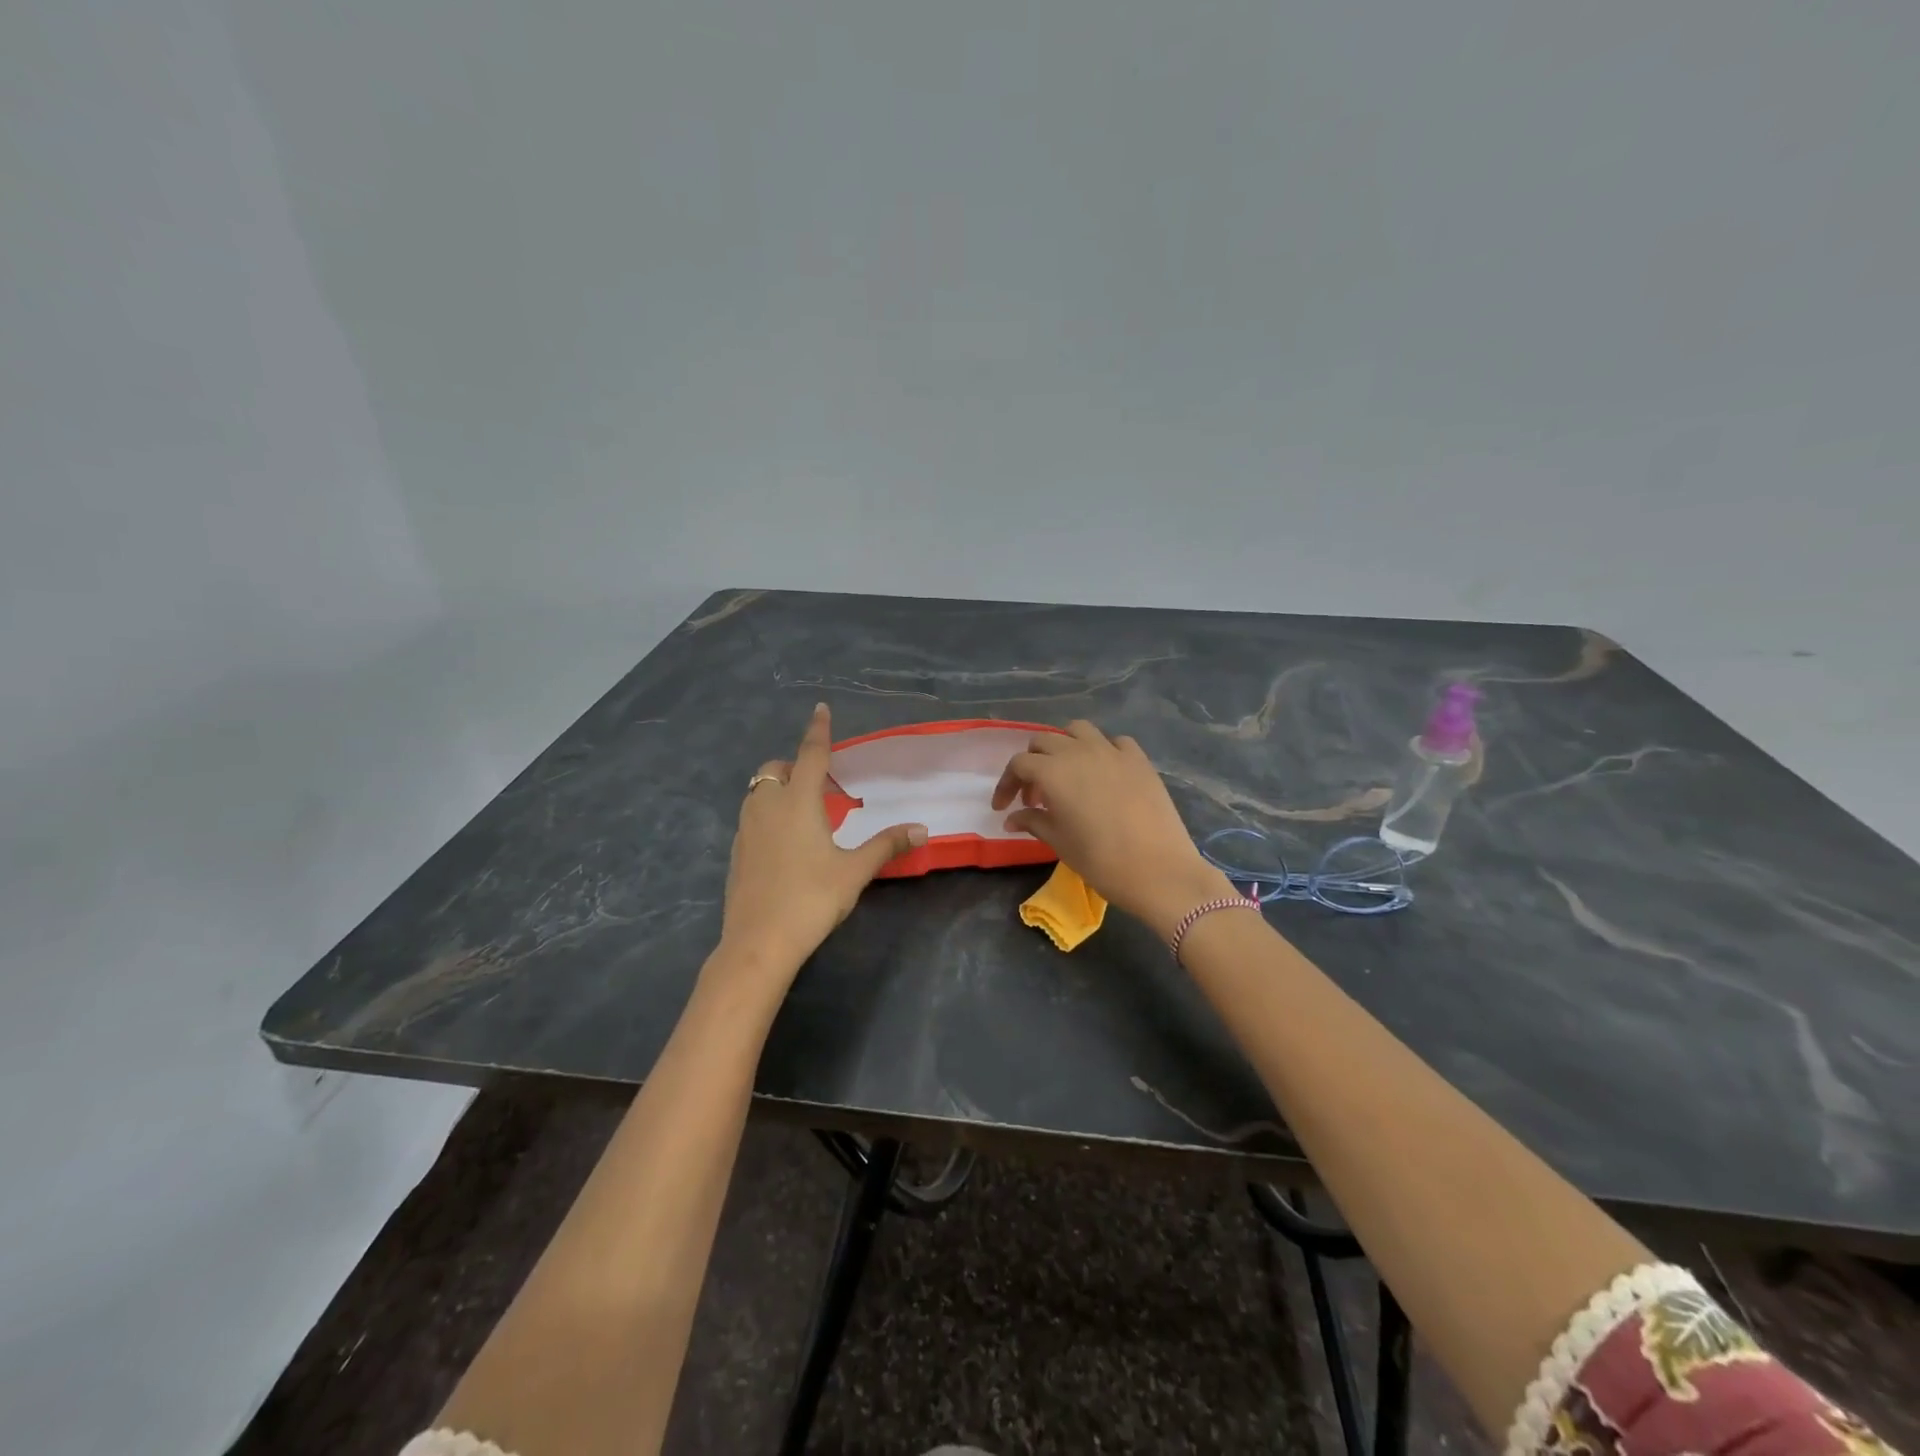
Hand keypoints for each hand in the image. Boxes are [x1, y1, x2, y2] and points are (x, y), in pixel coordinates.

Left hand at [716, 704, 926, 986]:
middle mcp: (767, 806)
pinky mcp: (736, 852)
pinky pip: (751, 817)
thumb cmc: (811, 898)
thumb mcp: (855, 872)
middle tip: (819, 784)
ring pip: (758, 792)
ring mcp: (746, 829)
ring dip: (778, 788)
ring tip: (804, 811)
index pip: (811, 755)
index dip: (819, 730)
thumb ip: (886, 846)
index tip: (821, 708)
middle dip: (794, 765)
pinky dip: (767, 814)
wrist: (758, 942)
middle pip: (775, 770)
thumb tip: (922, 829)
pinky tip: (784, 842)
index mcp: (798, 802)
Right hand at [992, 720, 1233, 938]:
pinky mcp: (1139, 759)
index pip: (1019, 764)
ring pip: (1078, 731)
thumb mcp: (1059, 842)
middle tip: (1034, 797)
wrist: (1159, 870)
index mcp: (1053, 772)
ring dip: (1064, 746)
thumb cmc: (1101, 860)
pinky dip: (1102, 750)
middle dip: (1032, 765)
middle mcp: (1079, 751)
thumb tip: (1012, 818)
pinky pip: (1114, 742)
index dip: (1006, 784)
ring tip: (1066, 773)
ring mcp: (1112, 751)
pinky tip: (1103, 772)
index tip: (1004, 807)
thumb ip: (1033, 822)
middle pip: (1044, 742)